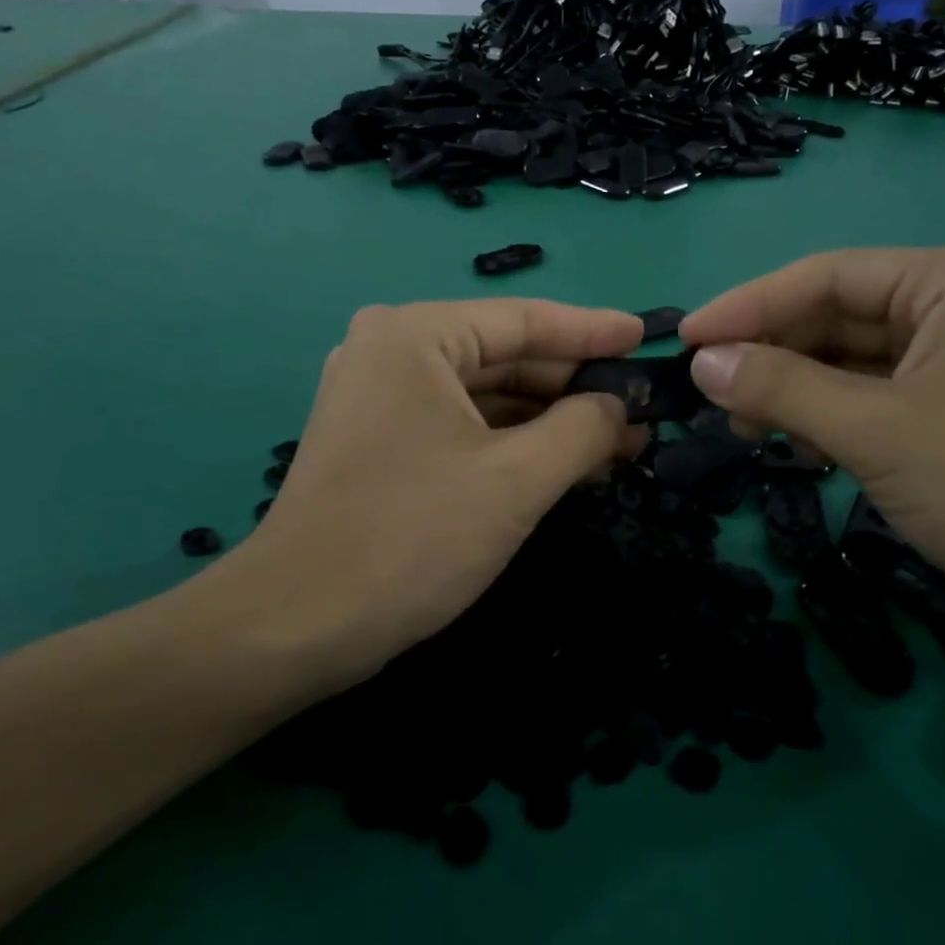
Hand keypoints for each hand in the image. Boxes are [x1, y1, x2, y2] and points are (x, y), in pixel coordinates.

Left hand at [202, 299, 643, 689]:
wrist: (298, 624)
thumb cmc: (412, 537)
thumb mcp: (516, 480)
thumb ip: (582, 429)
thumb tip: (619, 405)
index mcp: (415, 335)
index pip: (524, 320)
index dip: (593, 332)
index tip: (646, 338)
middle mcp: (390, 350)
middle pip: (504, 356)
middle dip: (573, 386)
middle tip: (640, 409)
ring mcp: (378, 396)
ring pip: (484, 395)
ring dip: (547, 419)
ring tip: (616, 441)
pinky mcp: (377, 439)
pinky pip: (460, 424)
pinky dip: (511, 442)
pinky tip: (560, 462)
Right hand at [678, 248, 944, 664]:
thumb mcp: (875, 432)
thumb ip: (780, 389)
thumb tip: (702, 362)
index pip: (826, 277)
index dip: (748, 306)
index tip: (687, 340)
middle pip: (836, 317)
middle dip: (772, 355)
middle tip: (712, 396)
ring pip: (850, 362)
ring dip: (794, 390)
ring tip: (747, 428)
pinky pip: (873, 398)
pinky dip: (828, 417)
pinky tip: (797, 444)